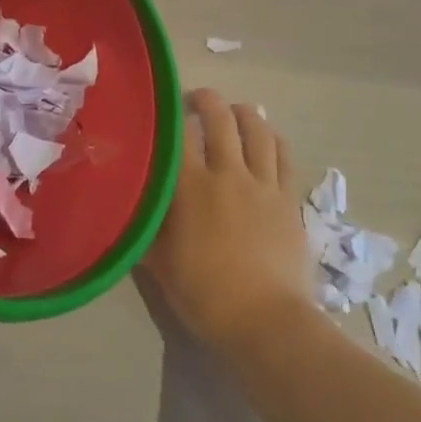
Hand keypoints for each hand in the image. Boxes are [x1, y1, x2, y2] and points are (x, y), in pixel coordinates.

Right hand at [143, 89, 313, 349]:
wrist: (266, 322)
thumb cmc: (205, 295)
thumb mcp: (159, 263)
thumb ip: (146, 225)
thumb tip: (132, 203)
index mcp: (191, 187)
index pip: (178, 132)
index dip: (168, 113)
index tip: (160, 108)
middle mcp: (228, 173)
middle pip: (220, 117)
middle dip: (205, 99)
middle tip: (194, 101)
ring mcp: (263, 183)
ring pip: (256, 128)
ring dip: (242, 112)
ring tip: (232, 112)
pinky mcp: (288, 197)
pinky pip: (283, 153)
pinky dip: (271, 136)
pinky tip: (264, 135)